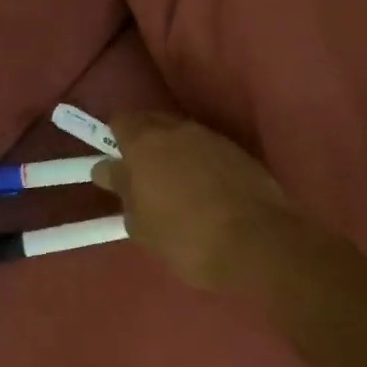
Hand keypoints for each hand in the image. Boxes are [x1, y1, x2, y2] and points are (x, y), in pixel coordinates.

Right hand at [91, 112, 295, 293]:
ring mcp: (213, 139)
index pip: (121, 121)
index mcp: (145, 142)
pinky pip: (209, 151)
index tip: (117, 164)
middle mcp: (179, 130)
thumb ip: (122, 190)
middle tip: (142, 177)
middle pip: (153, 123)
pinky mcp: (240, 153)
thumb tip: (109, 170)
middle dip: (145, 143)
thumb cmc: (185, 237)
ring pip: (183, 136)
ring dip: (175, 154)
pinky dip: (202, 164)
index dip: (115, 140)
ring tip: (176, 188)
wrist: (257, 244)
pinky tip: (205, 193)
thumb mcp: (140, 223)